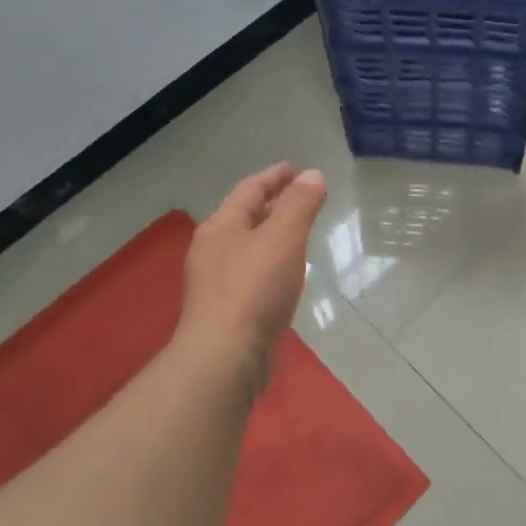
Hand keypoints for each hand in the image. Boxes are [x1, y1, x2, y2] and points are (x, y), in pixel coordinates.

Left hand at [178, 163, 327, 387]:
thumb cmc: (254, 289)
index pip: (249, 190)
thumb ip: (299, 204)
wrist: (225, 356)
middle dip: (272, 204)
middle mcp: (213, 251)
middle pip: (244, 217)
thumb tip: (312, 175)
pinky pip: (252, 274)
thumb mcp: (283, 238)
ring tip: (297, 232)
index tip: (294, 169)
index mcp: (221, 227)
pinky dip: (271, 263)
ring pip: (248, 247)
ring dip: (271, 234)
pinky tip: (286, 274)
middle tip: (299, 197)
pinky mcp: (227, 311)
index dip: (274, 177)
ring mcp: (217, 283)